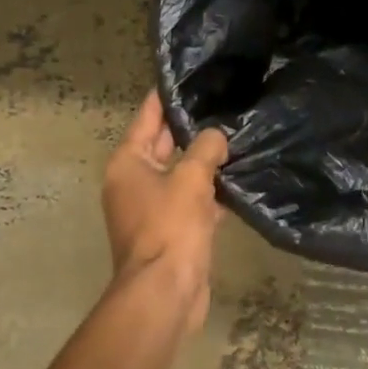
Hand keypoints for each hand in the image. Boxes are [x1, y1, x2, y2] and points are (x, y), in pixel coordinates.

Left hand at [101, 92, 229, 328]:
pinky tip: (239, 180)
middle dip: (193, 128)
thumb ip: (206, 149)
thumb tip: (217, 137)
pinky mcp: (171, 230)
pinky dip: (210, 193)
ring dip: (205, 161)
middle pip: (165, 144)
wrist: (165, 293)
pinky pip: (192, 201)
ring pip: (181, 173)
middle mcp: (134, 181)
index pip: (148, 116)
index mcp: (128, 162)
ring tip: (238, 135)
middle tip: (224, 102)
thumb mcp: (191, 179)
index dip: (167, 95)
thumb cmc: (170, 227)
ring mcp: (152, 208)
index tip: (189, 75)